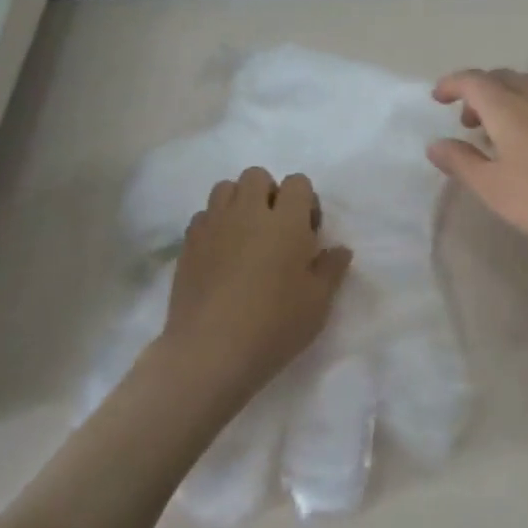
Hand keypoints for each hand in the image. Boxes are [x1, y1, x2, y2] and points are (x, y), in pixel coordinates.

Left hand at [157, 166, 352, 407]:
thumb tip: (339, 249)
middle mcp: (248, 212)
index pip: (297, 183)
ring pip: (225, 188)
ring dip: (238, 202)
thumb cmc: (274, 326)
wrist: (209, 352)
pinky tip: (220, 254)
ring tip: (245, 236)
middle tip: (275, 230)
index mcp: (286, 221)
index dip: (305, 201)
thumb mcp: (317, 303)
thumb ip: (331, 269)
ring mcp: (213, 225)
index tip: (307, 233)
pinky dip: (214, 224)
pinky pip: (203, 215)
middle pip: (257, 176)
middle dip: (269, 193)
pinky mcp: (188, 243)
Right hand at [427, 69, 527, 270]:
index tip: (437, 98)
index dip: (452, 84)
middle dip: (478, 90)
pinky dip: (525, 107)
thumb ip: (461, 162)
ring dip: (503, 97)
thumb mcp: (493, 188)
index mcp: (510, 109)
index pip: (474, 81)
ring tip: (495, 132)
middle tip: (466, 120)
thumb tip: (435, 144)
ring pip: (526, 86)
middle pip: (502, 77)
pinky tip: (527, 142)